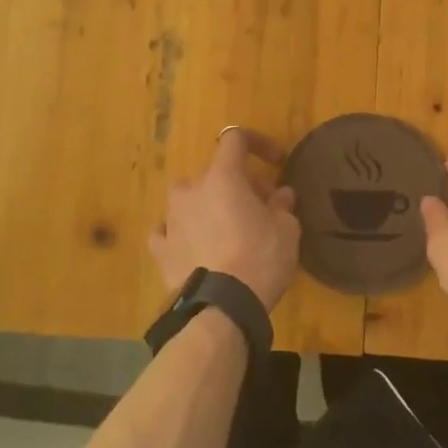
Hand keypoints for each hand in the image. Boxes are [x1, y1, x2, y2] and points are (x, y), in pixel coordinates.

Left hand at [151, 127, 299, 311]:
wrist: (222, 308)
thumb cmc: (260, 258)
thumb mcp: (287, 229)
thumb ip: (282, 204)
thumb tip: (280, 194)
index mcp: (222, 176)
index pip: (236, 138)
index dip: (258, 143)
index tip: (277, 162)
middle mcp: (192, 189)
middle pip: (215, 173)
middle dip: (239, 183)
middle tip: (261, 206)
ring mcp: (171, 218)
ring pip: (190, 198)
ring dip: (208, 205)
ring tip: (227, 228)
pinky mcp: (161, 249)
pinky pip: (168, 231)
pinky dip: (182, 232)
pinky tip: (194, 245)